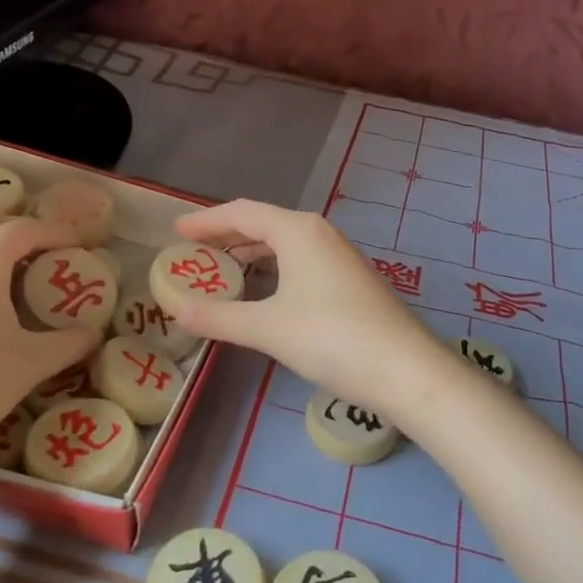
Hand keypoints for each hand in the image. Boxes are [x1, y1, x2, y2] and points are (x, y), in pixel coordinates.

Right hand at [169, 199, 452, 418]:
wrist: (406, 370)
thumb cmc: (332, 338)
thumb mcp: (267, 328)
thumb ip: (219, 317)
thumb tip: (177, 310)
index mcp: (298, 231)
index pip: (242, 213)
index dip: (206, 220)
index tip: (176, 231)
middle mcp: (319, 234)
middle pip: (263, 224)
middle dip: (227, 236)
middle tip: (193, 253)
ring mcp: (339, 256)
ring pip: (284, 244)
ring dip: (251, 254)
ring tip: (221, 271)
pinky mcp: (350, 280)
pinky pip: (300, 261)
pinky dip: (273, 269)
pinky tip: (264, 293)